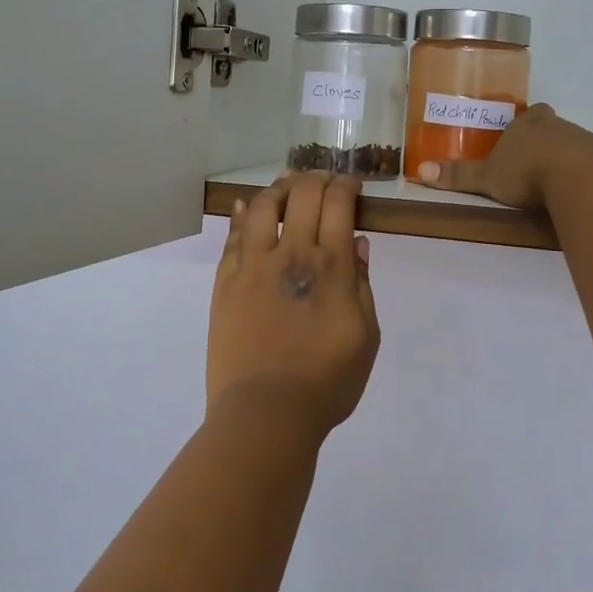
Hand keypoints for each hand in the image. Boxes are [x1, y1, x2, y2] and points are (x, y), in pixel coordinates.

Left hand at [207, 172, 380, 442]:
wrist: (266, 413)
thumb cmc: (327, 382)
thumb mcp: (366, 336)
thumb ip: (362, 284)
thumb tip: (357, 242)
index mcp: (330, 266)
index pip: (338, 203)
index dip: (345, 185)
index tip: (351, 185)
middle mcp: (291, 254)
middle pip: (302, 194)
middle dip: (316, 178)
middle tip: (323, 180)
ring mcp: (253, 265)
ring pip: (263, 206)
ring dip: (279, 188)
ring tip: (287, 187)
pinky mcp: (226, 281)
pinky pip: (234, 236)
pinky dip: (244, 215)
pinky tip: (250, 207)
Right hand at [413, 103, 592, 208]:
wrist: (580, 179)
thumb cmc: (527, 171)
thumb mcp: (487, 177)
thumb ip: (459, 176)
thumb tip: (421, 171)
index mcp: (529, 123)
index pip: (530, 114)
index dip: (527, 123)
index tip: (522, 135)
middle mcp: (558, 126)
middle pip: (553, 128)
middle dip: (545, 140)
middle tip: (533, 161)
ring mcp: (585, 142)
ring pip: (574, 145)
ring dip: (565, 159)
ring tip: (553, 183)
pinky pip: (592, 166)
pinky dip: (583, 176)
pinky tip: (576, 192)